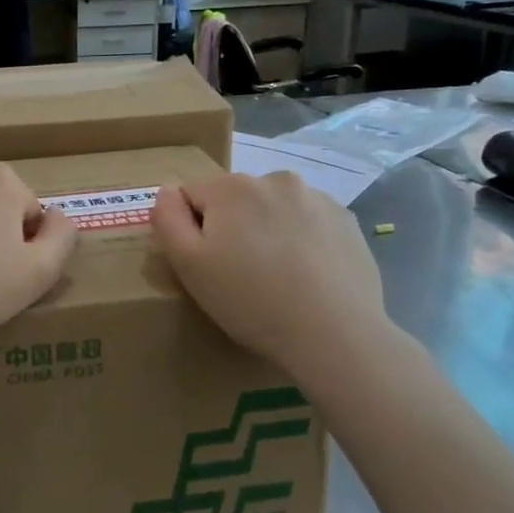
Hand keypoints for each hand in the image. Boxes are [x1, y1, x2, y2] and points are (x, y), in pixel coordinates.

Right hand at [153, 172, 389, 384]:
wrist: (334, 334)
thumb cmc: (251, 301)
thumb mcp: (189, 267)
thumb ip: (168, 220)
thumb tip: (167, 192)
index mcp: (232, 186)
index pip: (192, 194)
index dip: (192, 230)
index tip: (208, 264)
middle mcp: (275, 179)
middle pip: (235, 198)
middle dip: (232, 227)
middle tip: (241, 275)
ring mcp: (317, 197)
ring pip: (274, 209)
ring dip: (268, 231)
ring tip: (277, 277)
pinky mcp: (346, 220)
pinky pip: (309, 222)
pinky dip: (302, 240)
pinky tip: (307, 276)